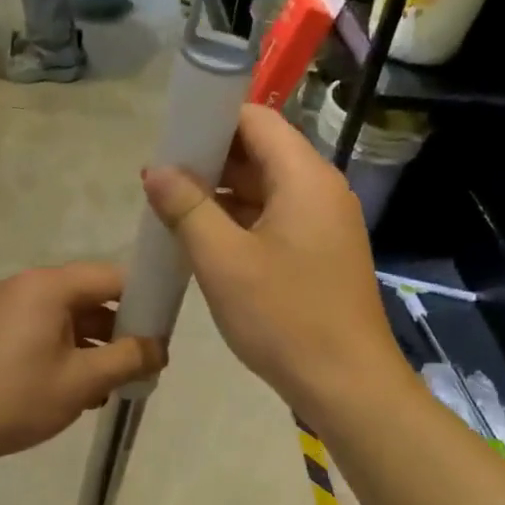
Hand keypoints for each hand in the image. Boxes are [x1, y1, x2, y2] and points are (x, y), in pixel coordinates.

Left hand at [0, 262, 164, 462]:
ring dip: (93, 344)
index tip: (161, 333)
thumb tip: (159, 348)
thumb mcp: (83, 380)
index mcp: (48, 286)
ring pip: (65, 316)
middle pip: (88, 295)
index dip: (143, 301)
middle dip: (118, 328)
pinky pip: (42, 329)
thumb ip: (129, 358)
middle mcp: (26, 286)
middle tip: (141, 363)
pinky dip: (65, 350)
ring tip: (113, 383)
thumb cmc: (18, 397)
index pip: (111, 277)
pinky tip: (78, 388)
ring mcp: (5, 307)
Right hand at [142, 105, 407, 412]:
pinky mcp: (321, 253)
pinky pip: (275, 220)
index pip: (256, 120)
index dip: (211, 122)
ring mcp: (324, 223)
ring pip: (266, 190)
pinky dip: (240, 223)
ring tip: (173, 213)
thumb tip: (157, 170)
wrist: (347, 384)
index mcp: (304, 177)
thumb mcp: (223, 261)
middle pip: (261, 153)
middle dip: (210, 162)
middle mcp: (320, 190)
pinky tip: (205, 243)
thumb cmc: (284, 317)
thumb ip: (186, 208)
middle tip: (162, 183)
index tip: (169, 142)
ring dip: (221, 196)